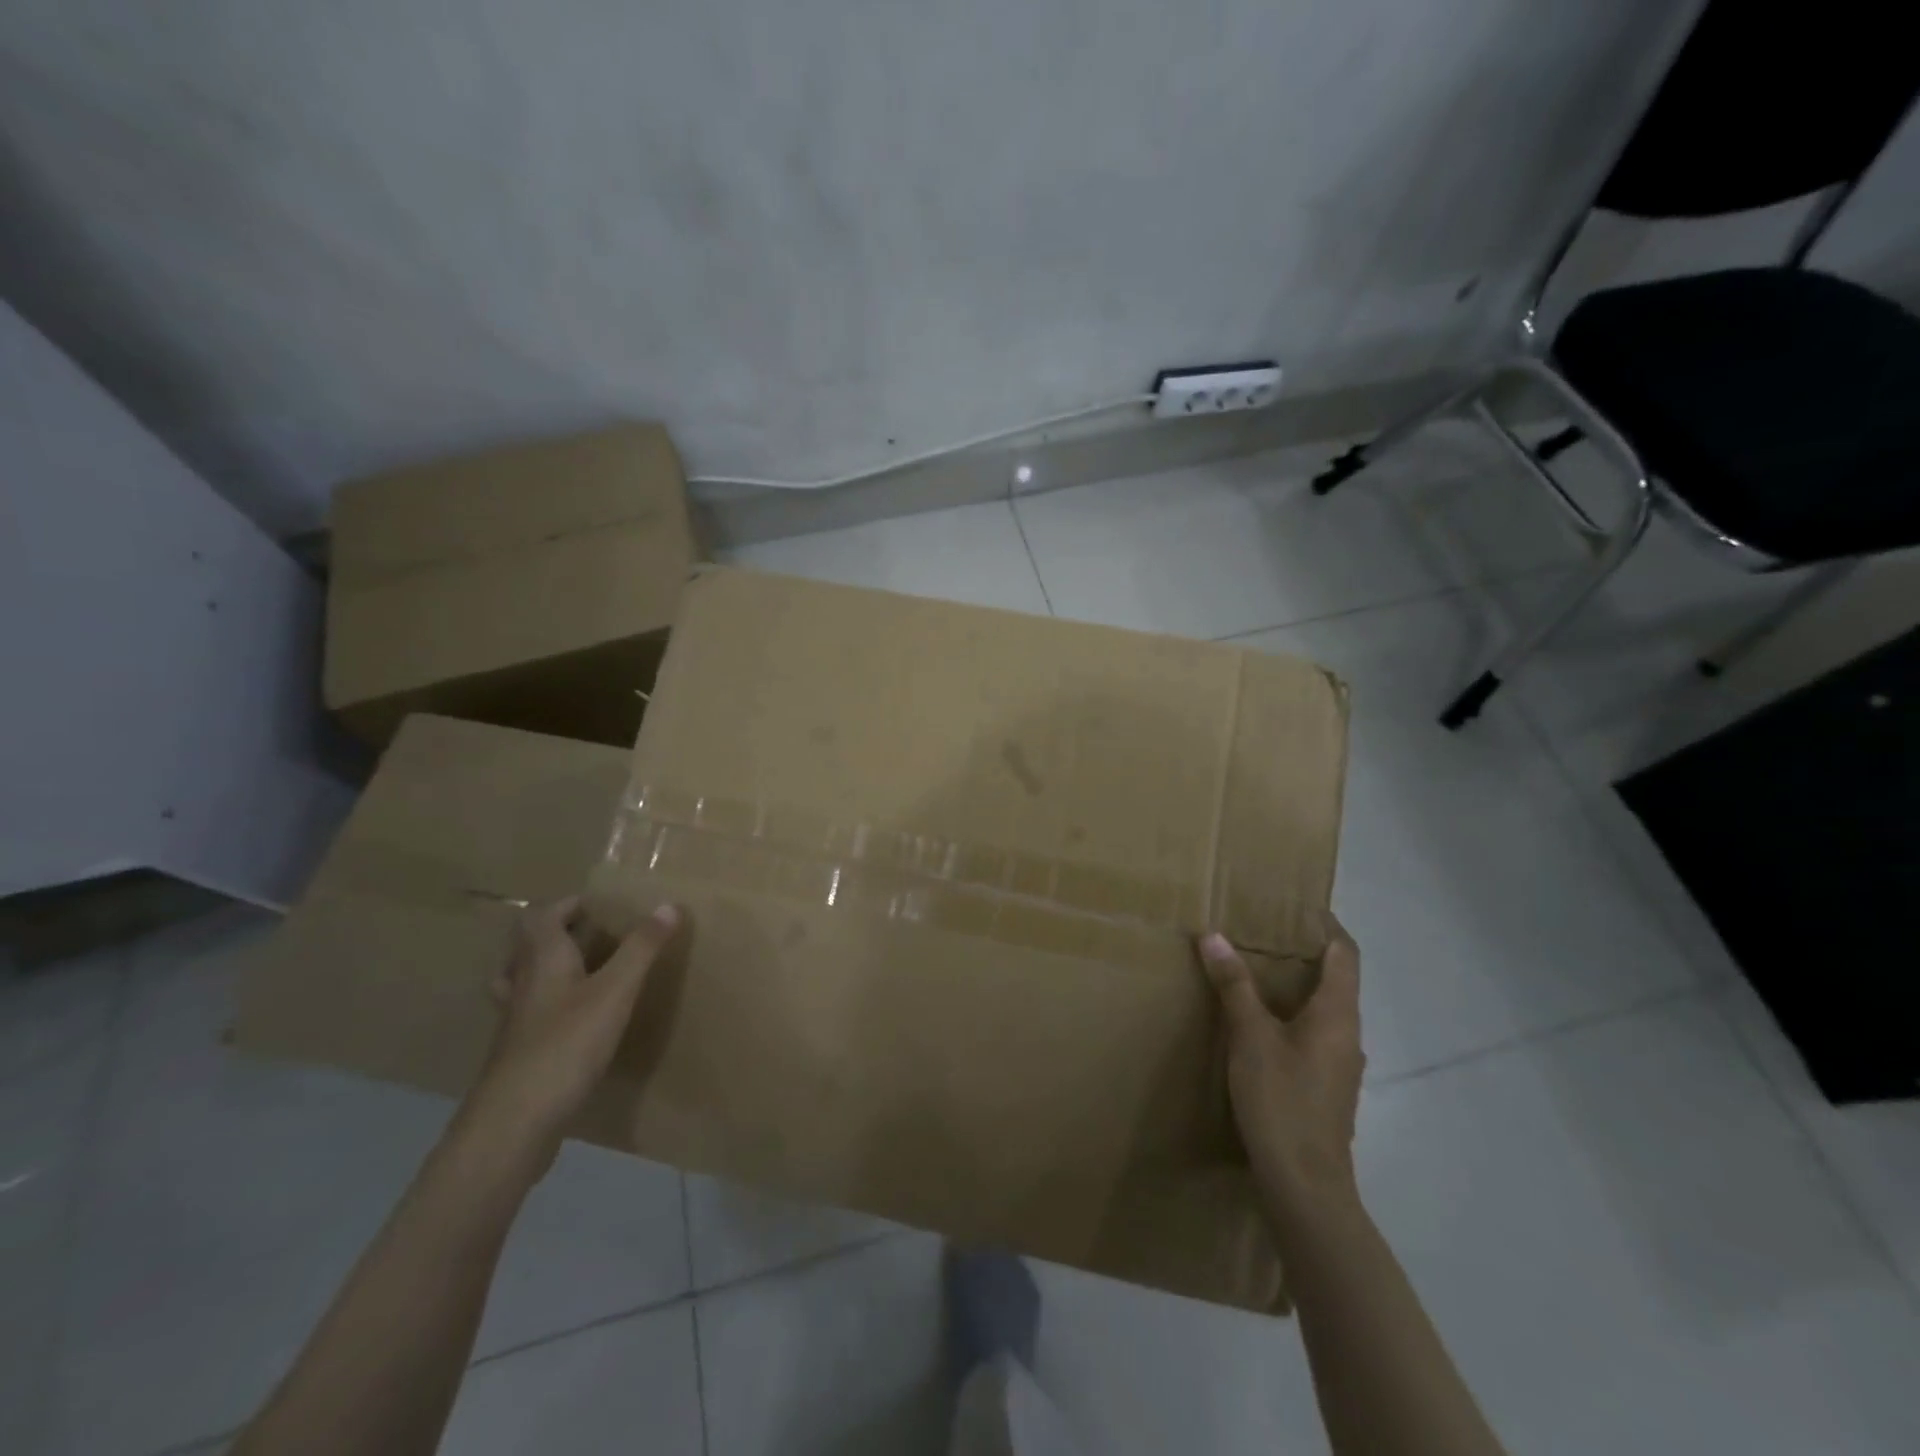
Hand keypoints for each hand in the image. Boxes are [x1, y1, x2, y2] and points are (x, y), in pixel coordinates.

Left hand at [458, 896, 681, 1170]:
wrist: (514, 1124)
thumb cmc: (566, 1045)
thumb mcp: (616, 991)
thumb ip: (642, 949)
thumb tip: (669, 905)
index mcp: (542, 961)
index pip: (541, 916)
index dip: (566, 904)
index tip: (598, 905)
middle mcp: (523, 985)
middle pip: (527, 946)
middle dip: (556, 933)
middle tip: (594, 933)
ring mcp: (516, 1023)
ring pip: (523, 981)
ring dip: (547, 968)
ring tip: (579, 971)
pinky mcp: (518, 1055)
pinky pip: (530, 1016)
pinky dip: (550, 1007)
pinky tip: (575, 1023)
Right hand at [1198, 919, 1364, 1218]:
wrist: (1305, 1185)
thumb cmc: (1282, 1100)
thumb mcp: (1250, 1036)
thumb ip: (1234, 985)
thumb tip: (1213, 936)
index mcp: (1338, 1014)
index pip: (1345, 954)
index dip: (1328, 926)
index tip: (1300, 907)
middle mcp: (1348, 1035)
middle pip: (1336, 981)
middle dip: (1305, 954)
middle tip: (1264, 934)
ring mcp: (1341, 1065)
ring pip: (1324, 1011)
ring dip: (1297, 987)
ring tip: (1257, 973)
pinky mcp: (1327, 1088)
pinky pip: (1314, 1036)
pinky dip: (1292, 1016)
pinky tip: (1260, 1026)